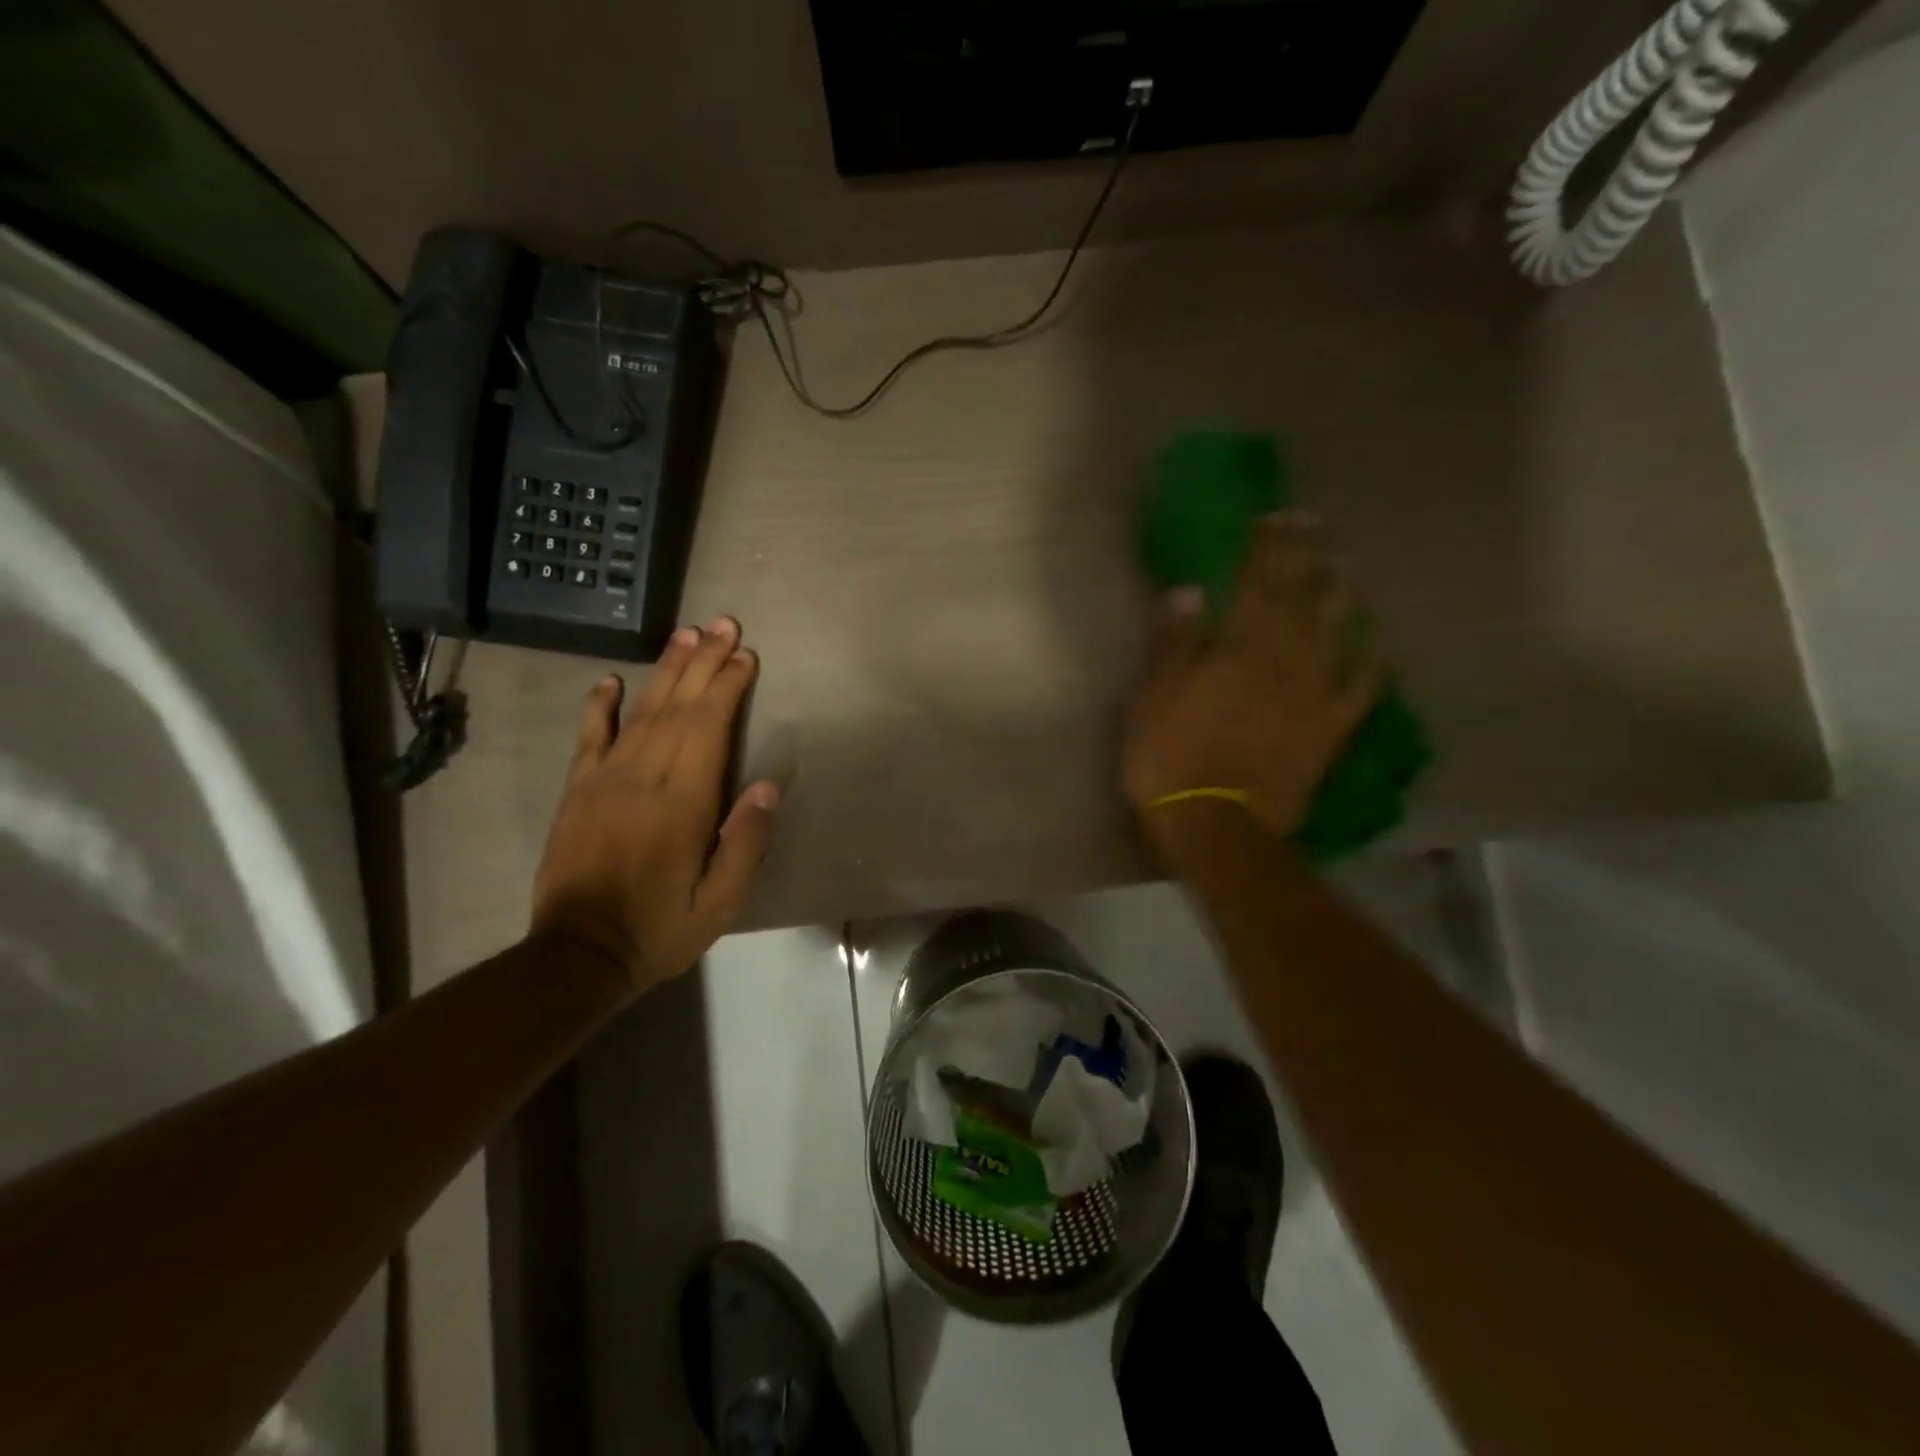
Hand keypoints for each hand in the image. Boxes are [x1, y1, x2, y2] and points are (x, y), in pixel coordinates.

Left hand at [531, 617, 779, 995]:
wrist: (577, 955)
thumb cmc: (660, 929)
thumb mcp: (720, 903)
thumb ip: (745, 843)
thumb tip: (767, 786)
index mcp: (682, 803)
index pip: (709, 728)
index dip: (727, 687)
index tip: (744, 655)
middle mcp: (643, 779)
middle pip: (678, 708)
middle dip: (703, 662)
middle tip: (722, 624)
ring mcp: (604, 780)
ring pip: (641, 711)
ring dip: (665, 670)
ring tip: (684, 634)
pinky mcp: (577, 790)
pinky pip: (590, 737)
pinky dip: (600, 704)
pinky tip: (611, 679)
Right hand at [1123, 513, 1383, 849]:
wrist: (1217, 827)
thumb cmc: (1171, 759)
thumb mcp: (1152, 697)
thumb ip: (1173, 642)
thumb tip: (1189, 589)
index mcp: (1240, 647)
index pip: (1258, 582)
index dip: (1267, 546)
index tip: (1272, 517)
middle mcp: (1287, 660)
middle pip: (1301, 597)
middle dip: (1305, 557)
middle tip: (1310, 526)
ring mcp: (1315, 694)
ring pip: (1337, 632)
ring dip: (1340, 596)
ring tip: (1343, 571)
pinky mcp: (1330, 730)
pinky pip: (1360, 688)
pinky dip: (1369, 662)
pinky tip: (1373, 645)